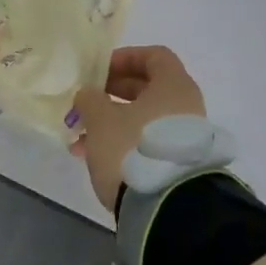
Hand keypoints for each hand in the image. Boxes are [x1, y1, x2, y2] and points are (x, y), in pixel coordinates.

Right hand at [71, 46, 206, 212]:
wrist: (167, 209)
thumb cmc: (133, 148)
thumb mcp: (101, 119)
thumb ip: (90, 99)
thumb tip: (88, 94)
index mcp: (174, 85)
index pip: (154, 56)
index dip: (125, 58)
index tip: (100, 71)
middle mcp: (185, 106)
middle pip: (148, 88)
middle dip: (113, 93)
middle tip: (87, 102)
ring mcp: (184, 136)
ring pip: (144, 118)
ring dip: (112, 121)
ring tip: (80, 137)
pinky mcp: (177, 163)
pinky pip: (147, 141)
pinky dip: (123, 142)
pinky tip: (93, 158)